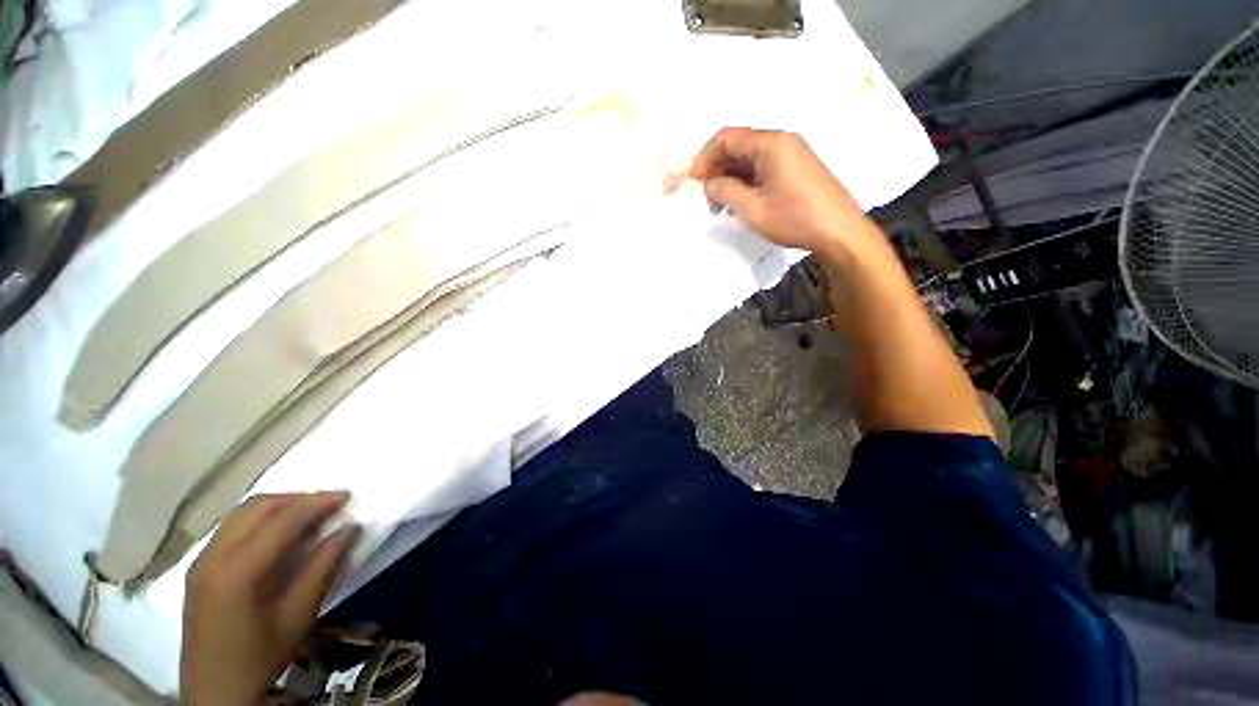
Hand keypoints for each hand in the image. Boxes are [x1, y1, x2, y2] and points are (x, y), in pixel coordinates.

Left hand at [180, 492, 360, 705]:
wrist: (215, 692)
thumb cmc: (261, 656)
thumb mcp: (299, 615)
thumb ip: (324, 566)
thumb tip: (350, 528)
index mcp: (238, 569)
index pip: (283, 519)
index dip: (318, 502)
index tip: (347, 496)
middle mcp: (214, 555)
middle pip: (258, 506)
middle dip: (299, 498)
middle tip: (331, 502)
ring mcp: (201, 560)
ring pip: (242, 512)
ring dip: (279, 505)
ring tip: (309, 512)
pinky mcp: (198, 567)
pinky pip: (231, 526)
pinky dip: (260, 518)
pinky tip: (278, 531)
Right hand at [689, 128, 871, 255]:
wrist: (839, 232)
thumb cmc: (794, 218)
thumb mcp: (752, 209)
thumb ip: (725, 191)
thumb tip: (708, 183)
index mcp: (771, 144)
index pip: (727, 138)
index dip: (705, 158)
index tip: (692, 182)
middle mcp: (781, 141)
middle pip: (738, 146)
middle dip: (716, 168)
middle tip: (703, 196)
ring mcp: (791, 154)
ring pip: (749, 158)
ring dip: (730, 177)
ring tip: (718, 203)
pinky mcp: (796, 168)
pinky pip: (762, 167)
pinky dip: (745, 181)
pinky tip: (738, 202)